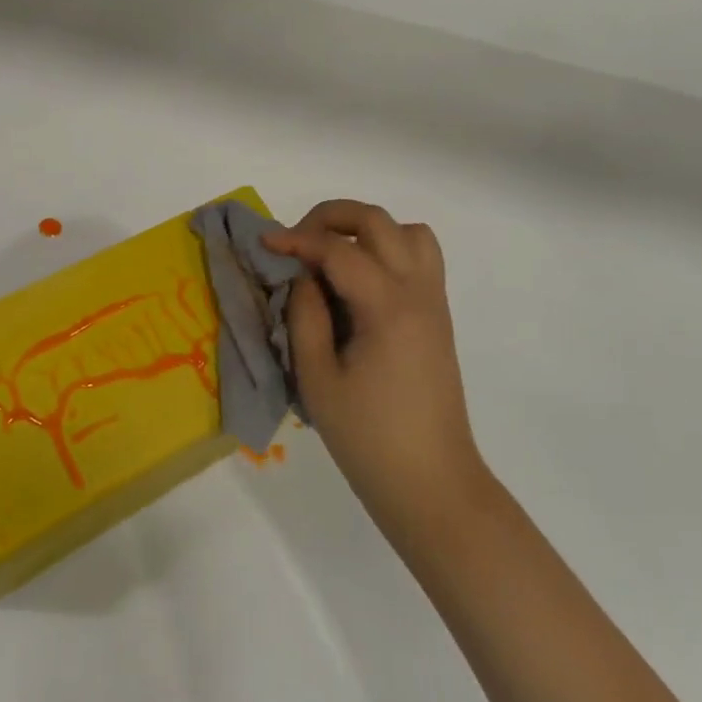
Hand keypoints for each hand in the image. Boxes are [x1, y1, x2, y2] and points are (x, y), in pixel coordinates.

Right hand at [267, 201, 486, 551]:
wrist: (432, 484)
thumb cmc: (368, 439)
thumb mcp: (318, 379)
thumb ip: (305, 316)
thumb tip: (303, 277)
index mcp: (387, 307)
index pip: (338, 249)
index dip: (297, 239)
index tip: (264, 242)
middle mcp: (418, 292)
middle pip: (378, 222)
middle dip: (332, 217)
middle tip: (297, 240)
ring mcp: (433, 302)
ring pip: (408, 232)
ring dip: (367, 230)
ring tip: (333, 255)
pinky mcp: (437, 317)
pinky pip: (420, 258)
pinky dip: (388, 249)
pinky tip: (359, 281)